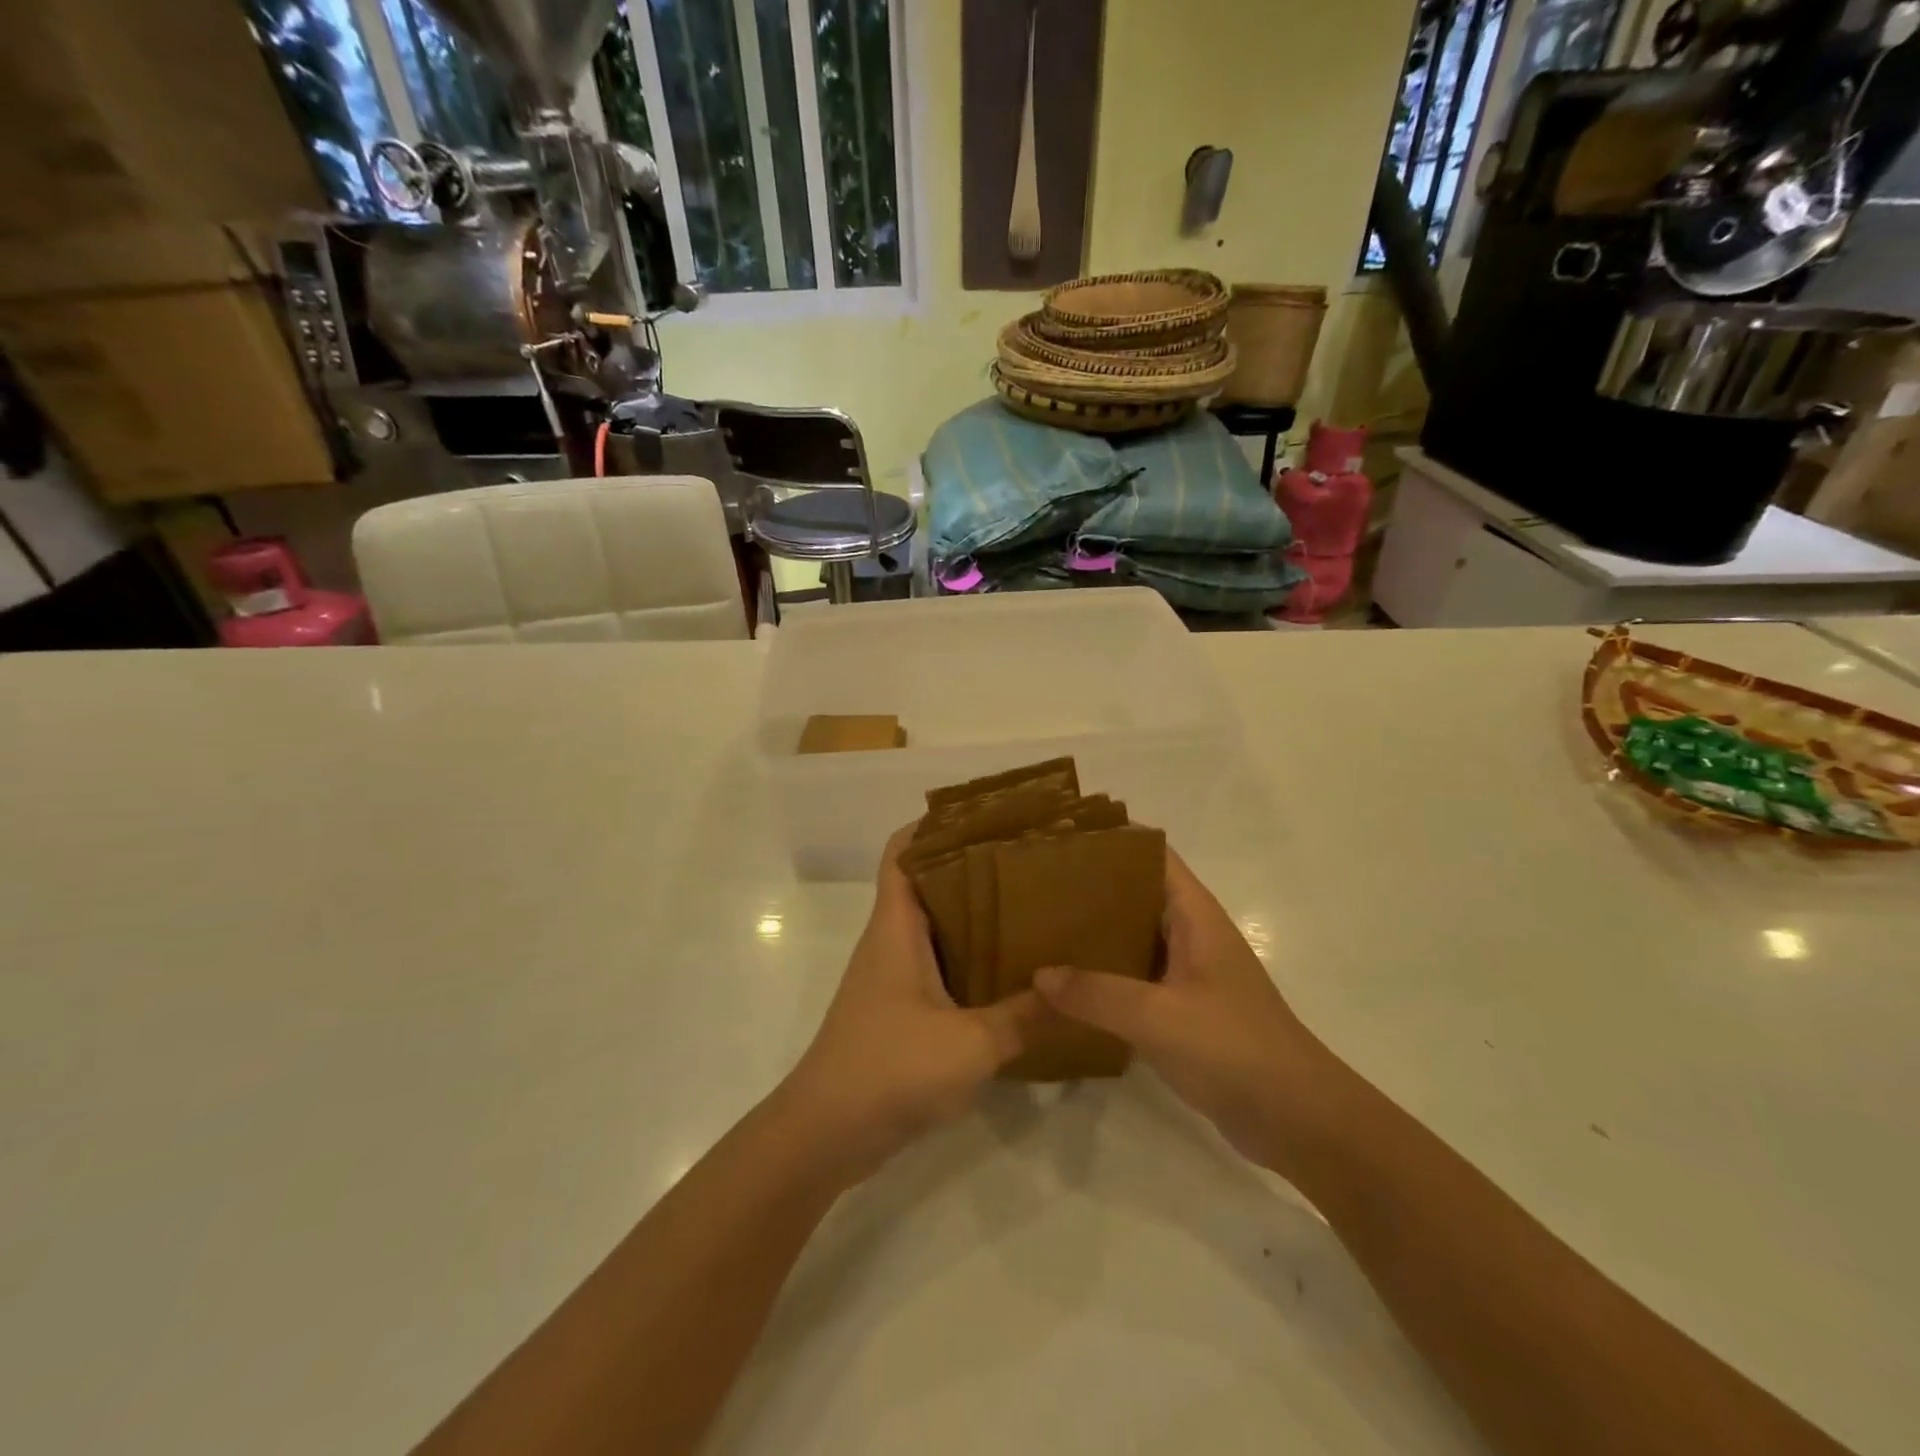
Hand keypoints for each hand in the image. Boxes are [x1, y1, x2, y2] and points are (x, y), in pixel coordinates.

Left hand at [773, 825, 1045, 1187]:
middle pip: (926, 883)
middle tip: (1029, 861)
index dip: (935, 825)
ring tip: (1031, 907)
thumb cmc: (889, 1070)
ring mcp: (893, 977)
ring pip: (935, 927)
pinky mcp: (900, 1011)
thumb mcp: (970, 1044)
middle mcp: (891, 942)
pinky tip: (1012, 972)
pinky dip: (970, 959)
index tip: (986, 816)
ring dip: (974, 915)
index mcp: (896, 928)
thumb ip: (1025, 1017)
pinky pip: (939, 967)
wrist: (826, 1135)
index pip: (902, 852)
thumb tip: (1075, 992)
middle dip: (972, 867)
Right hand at [1033, 848, 1324, 1173]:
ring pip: (1131, 938)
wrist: (1297, 1120)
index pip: (1151, 855)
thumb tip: (1038, 975)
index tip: (1059, 839)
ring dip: (1092, 935)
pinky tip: (1064, 987)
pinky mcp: (1182, 1010)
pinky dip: (1101, 976)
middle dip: (1088, 888)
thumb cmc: (1234, 1049)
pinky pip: (1133, 979)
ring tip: (1039, 929)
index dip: (1110, 841)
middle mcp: (1190, 934)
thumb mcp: (1158, 1017)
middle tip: (1034, 887)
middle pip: (1135, 894)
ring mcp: (1188, 974)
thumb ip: (1096, 994)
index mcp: (1194, 915)